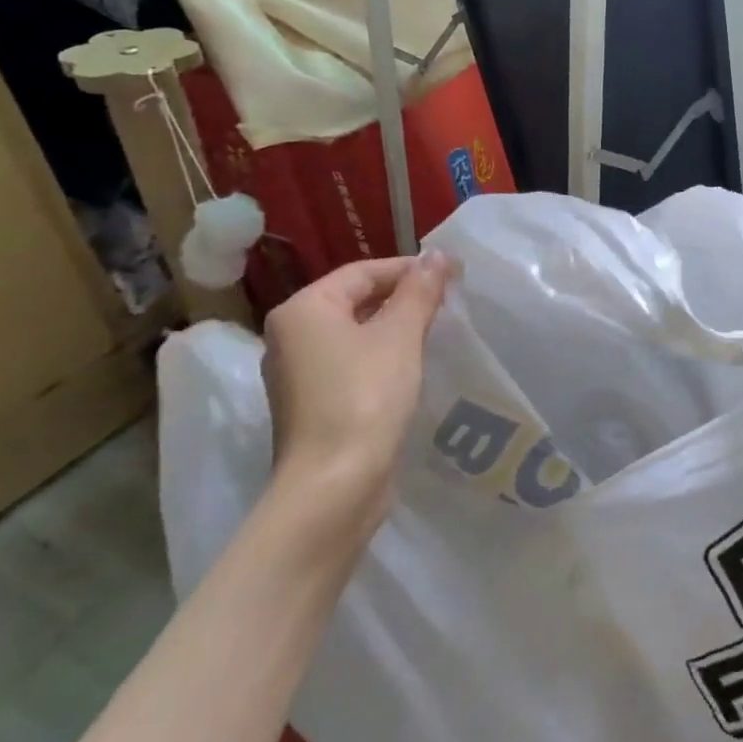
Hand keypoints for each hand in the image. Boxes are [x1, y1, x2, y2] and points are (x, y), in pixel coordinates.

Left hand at [260, 254, 450, 535]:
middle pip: (354, 300)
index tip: (452, 274)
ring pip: (353, 334)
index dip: (409, 268)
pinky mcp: (311, 404)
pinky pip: (350, 363)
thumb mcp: (400, 336)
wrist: (334, 485)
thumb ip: (420, 292)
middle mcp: (290, 335)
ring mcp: (297, 373)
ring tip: (436, 330)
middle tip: (447, 301)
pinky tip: (411, 367)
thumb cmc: (366, 397)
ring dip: (393, 328)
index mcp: (303, 309)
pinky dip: (380, 356)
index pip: (362, 272)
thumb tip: (439, 256)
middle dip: (402, 297)